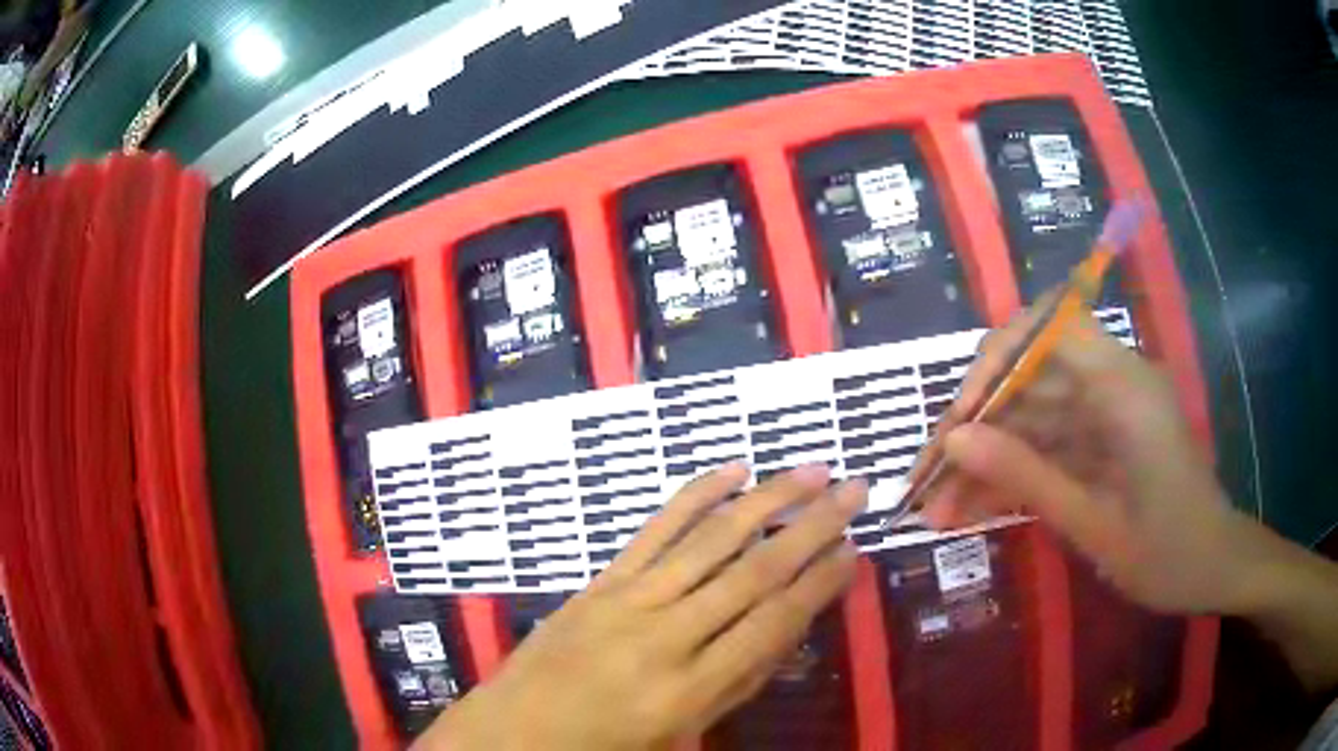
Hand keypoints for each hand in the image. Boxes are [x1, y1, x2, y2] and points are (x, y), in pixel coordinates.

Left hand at [418, 463, 866, 750]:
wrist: (518, 729)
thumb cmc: (607, 746)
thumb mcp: (684, 733)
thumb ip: (737, 683)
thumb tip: (789, 626)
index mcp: (690, 690)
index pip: (773, 624)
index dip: (819, 584)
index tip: (854, 550)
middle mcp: (666, 637)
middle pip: (753, 572)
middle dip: (811, 527)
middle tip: (853, 490)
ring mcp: (629, 600)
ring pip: (711, 540)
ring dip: (767, 500)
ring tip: (811, 470)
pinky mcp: (601, 581)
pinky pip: (654, 530)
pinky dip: (695, 497)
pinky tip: (731, 472)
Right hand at [915, 305, 1265, 614]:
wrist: (1215, 569)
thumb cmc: (1169, 554)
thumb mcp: (1095, 525)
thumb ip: (1028, 478)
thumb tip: (954, 441)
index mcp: (1124, 387)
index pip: (1048, 324)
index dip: (995, 360)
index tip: (959, 420)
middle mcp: (1114, 381)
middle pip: (1029, 375)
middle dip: (975, 425)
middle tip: (927, 480)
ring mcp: (1107, 410)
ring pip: (1031, 413)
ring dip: (984, 457)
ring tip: (937, 509)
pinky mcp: (1103, 436)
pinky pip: (1047, 442)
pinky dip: (1011, 472)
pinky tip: (972, 508)